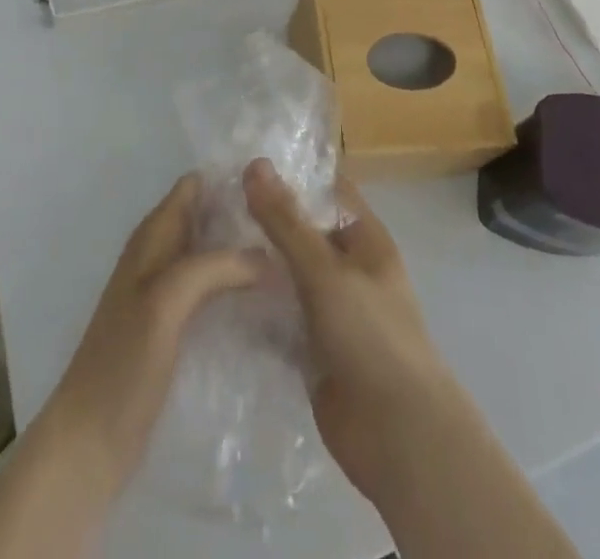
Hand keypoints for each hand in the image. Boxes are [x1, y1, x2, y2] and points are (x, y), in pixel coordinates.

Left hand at [39, 172, 264, 495]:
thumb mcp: (166, 301)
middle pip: (209, 218)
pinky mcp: (177, 328)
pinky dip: (239, 287)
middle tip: (295, 224)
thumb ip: (214, 267)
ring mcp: (168, 293)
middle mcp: (161, 255)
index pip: (195, 186)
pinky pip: (214, 291)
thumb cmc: (123, 362)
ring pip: (214, 255)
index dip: (230, 179)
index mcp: (153, 237)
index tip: (276, 182)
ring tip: (294, 256)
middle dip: (245, 216)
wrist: (90, 441)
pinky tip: (271, 299)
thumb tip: (271, 256)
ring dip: (246, 252)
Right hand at [242, 158, 465, 502]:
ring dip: (254, 266)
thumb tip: (254, 164)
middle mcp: (347, 268)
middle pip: (301, 233)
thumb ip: (286, 221)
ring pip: (286, 276)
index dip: (289, 174)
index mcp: (364, 238)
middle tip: (208, 206)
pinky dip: (254, 309)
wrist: (397, 436)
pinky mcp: (312, 349)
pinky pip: (278, 318)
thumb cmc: (370, 335)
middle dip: (262, 221)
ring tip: (202, 245)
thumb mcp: (325, 270)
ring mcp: (330, 311)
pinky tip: (212, 296)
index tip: (240, 163)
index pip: (325, 191)